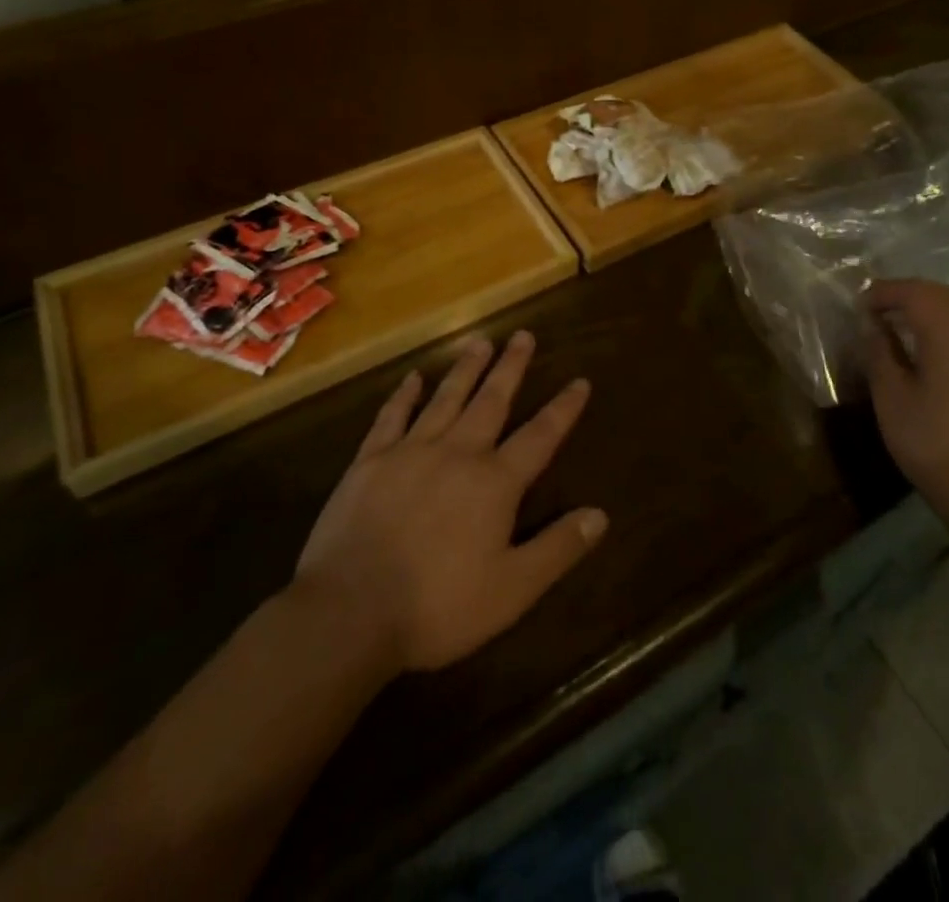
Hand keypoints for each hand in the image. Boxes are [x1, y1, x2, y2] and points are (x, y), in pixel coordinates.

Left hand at [291, 331, 606, 673]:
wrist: (348, 613)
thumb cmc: (437, 607)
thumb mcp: (512, 590)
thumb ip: (557, 549)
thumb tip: (600, 515)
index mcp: (494, 482)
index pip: (540, 436)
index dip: (563, 408)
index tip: (580, 380)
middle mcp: (457, 453)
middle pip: (492, 401)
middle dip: (511, 367)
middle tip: (523, 335)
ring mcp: (410, 451)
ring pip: (446, 398)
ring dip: (466, 369)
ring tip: (480, 341)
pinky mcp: (370, 461)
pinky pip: (392, 417)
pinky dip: (404, 395)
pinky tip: (413, 377)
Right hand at [862, 280, 948, 545]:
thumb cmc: (934, 444)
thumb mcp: (892, 398)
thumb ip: (880, 352)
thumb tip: (873, 325)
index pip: (914, 292)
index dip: (883, 293)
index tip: (858, 305)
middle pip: (940, 294)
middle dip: (906, 296)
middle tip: (875, 311)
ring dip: (930, 308)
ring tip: (899, 325)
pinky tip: (932, 346)